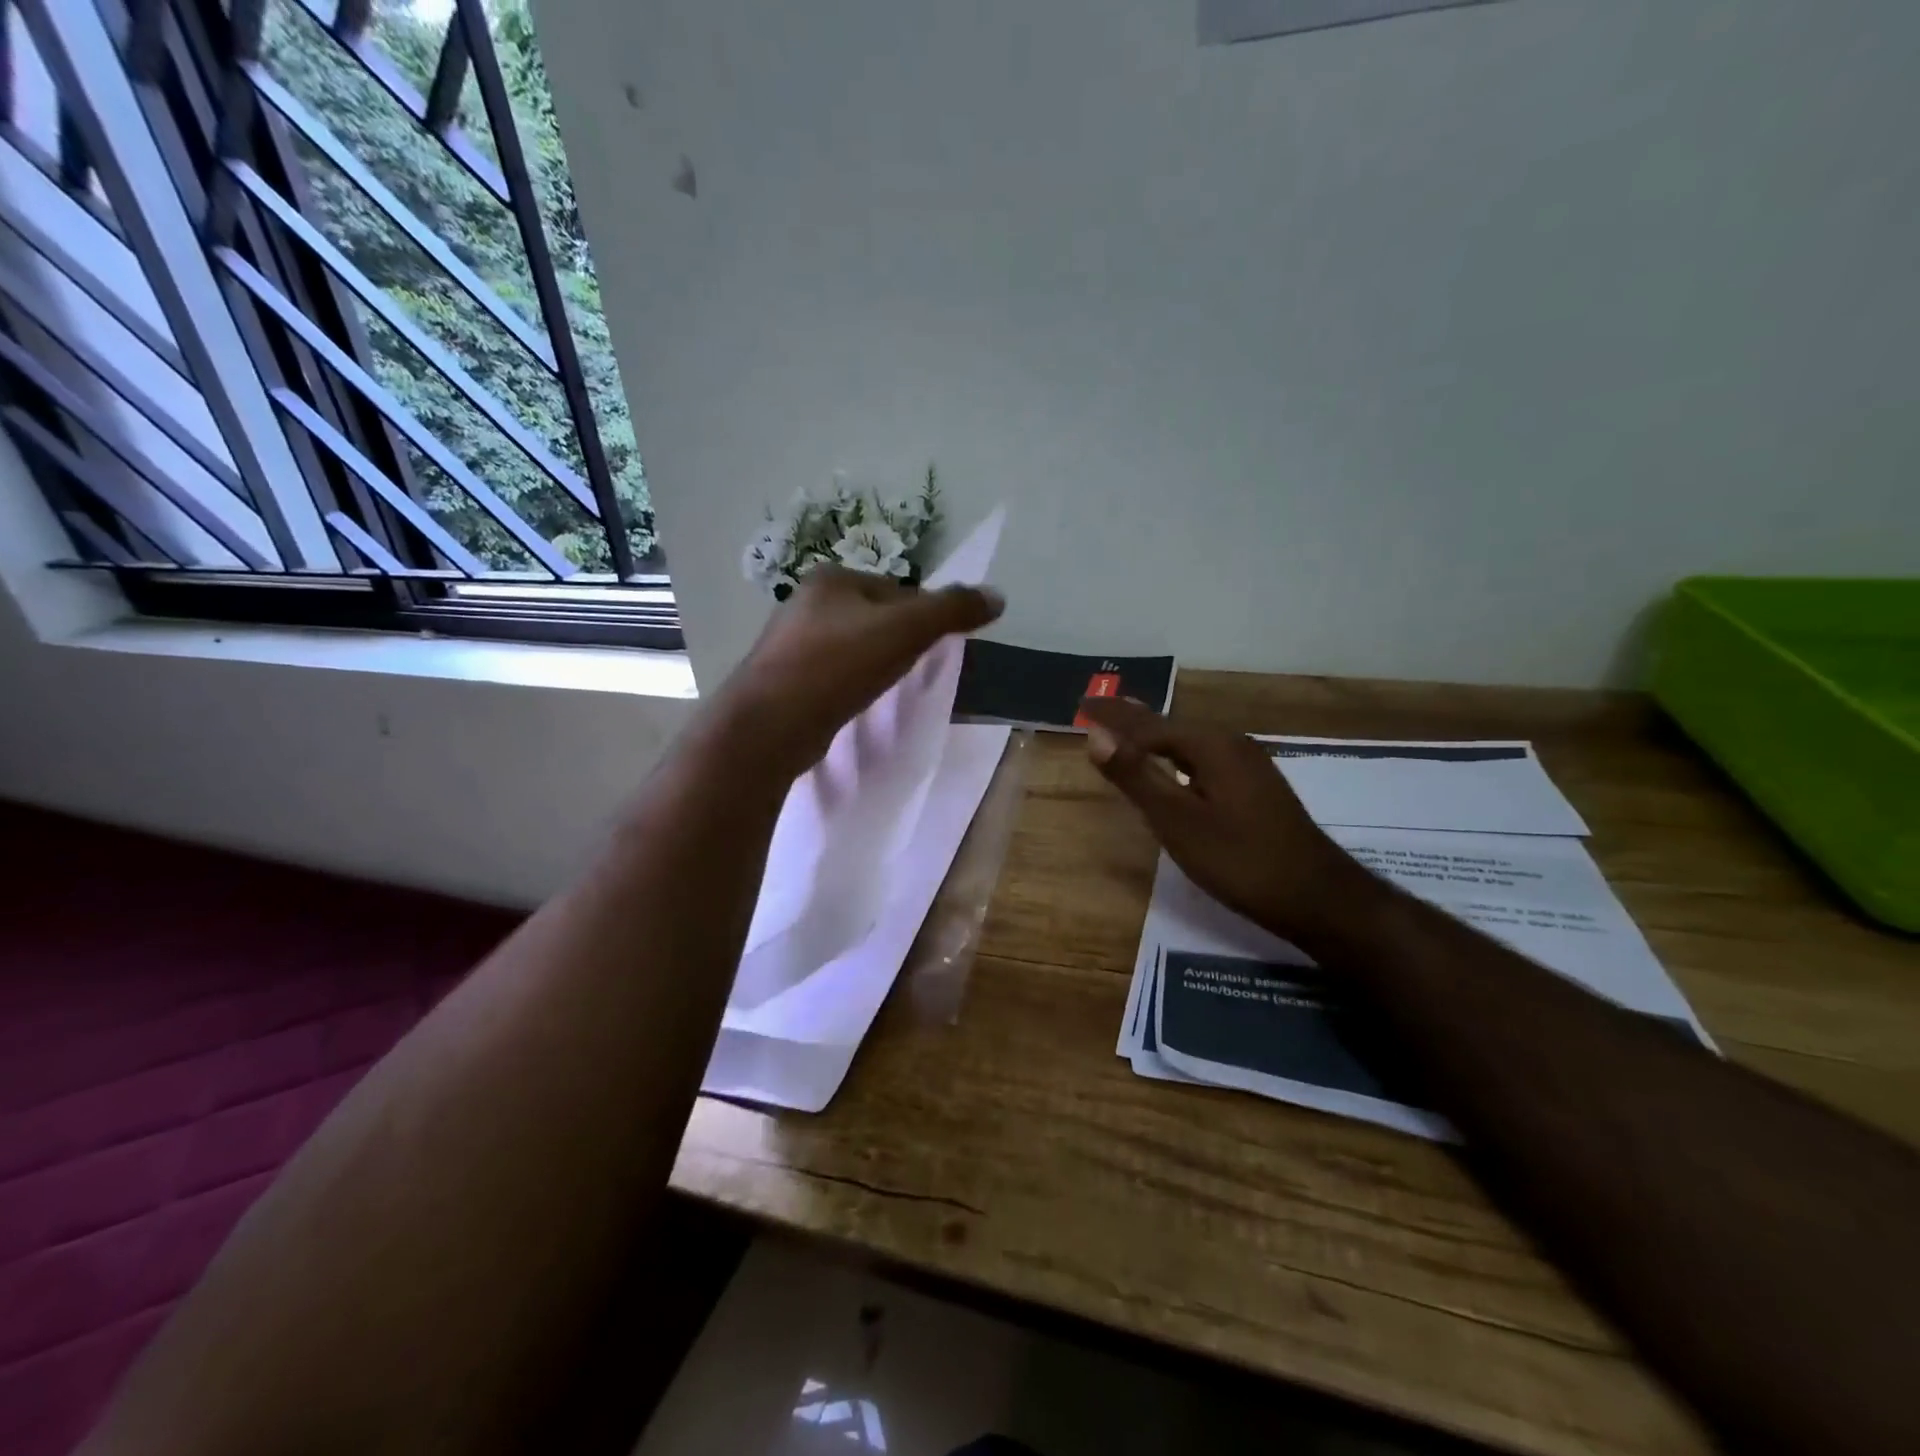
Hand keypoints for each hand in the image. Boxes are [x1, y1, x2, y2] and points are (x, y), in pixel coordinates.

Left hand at [716, 566, 1003, 776]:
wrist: (770, 725)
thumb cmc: (838, 666)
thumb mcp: (905, 630)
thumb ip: (952, 610)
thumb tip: (998, 596)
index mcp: (832, 579)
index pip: (897, 590)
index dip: (925, 616)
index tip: (935, 648)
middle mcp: (805, 603)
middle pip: (874, 618)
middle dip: (898, 643)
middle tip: (915, 672)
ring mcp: (790, 644)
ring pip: (852, 649)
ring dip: (875, 666)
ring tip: (887, 692)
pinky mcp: (785, 682)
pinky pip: (833, 677)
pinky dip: (851, 687)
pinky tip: (856, 706)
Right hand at [1079, 697, 1373, 942]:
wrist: (1317, 897)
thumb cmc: (1240, 859)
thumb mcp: (1178, 820)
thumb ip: (1137, 776)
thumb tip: (1096, 736)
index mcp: (1210, 746)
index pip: (1147, 724)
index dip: (1112, 715)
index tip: (1082, 705)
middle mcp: (1230, 745)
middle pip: (1169, 727)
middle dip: (1132, 719)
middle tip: (1099, 708)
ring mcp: (1248, 766)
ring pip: (1188, 743)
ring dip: (1154, 736)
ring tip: (1127, 730)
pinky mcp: (1255, 788)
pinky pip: (1203, 758)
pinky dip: (1176, 755)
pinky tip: (1175, 766)